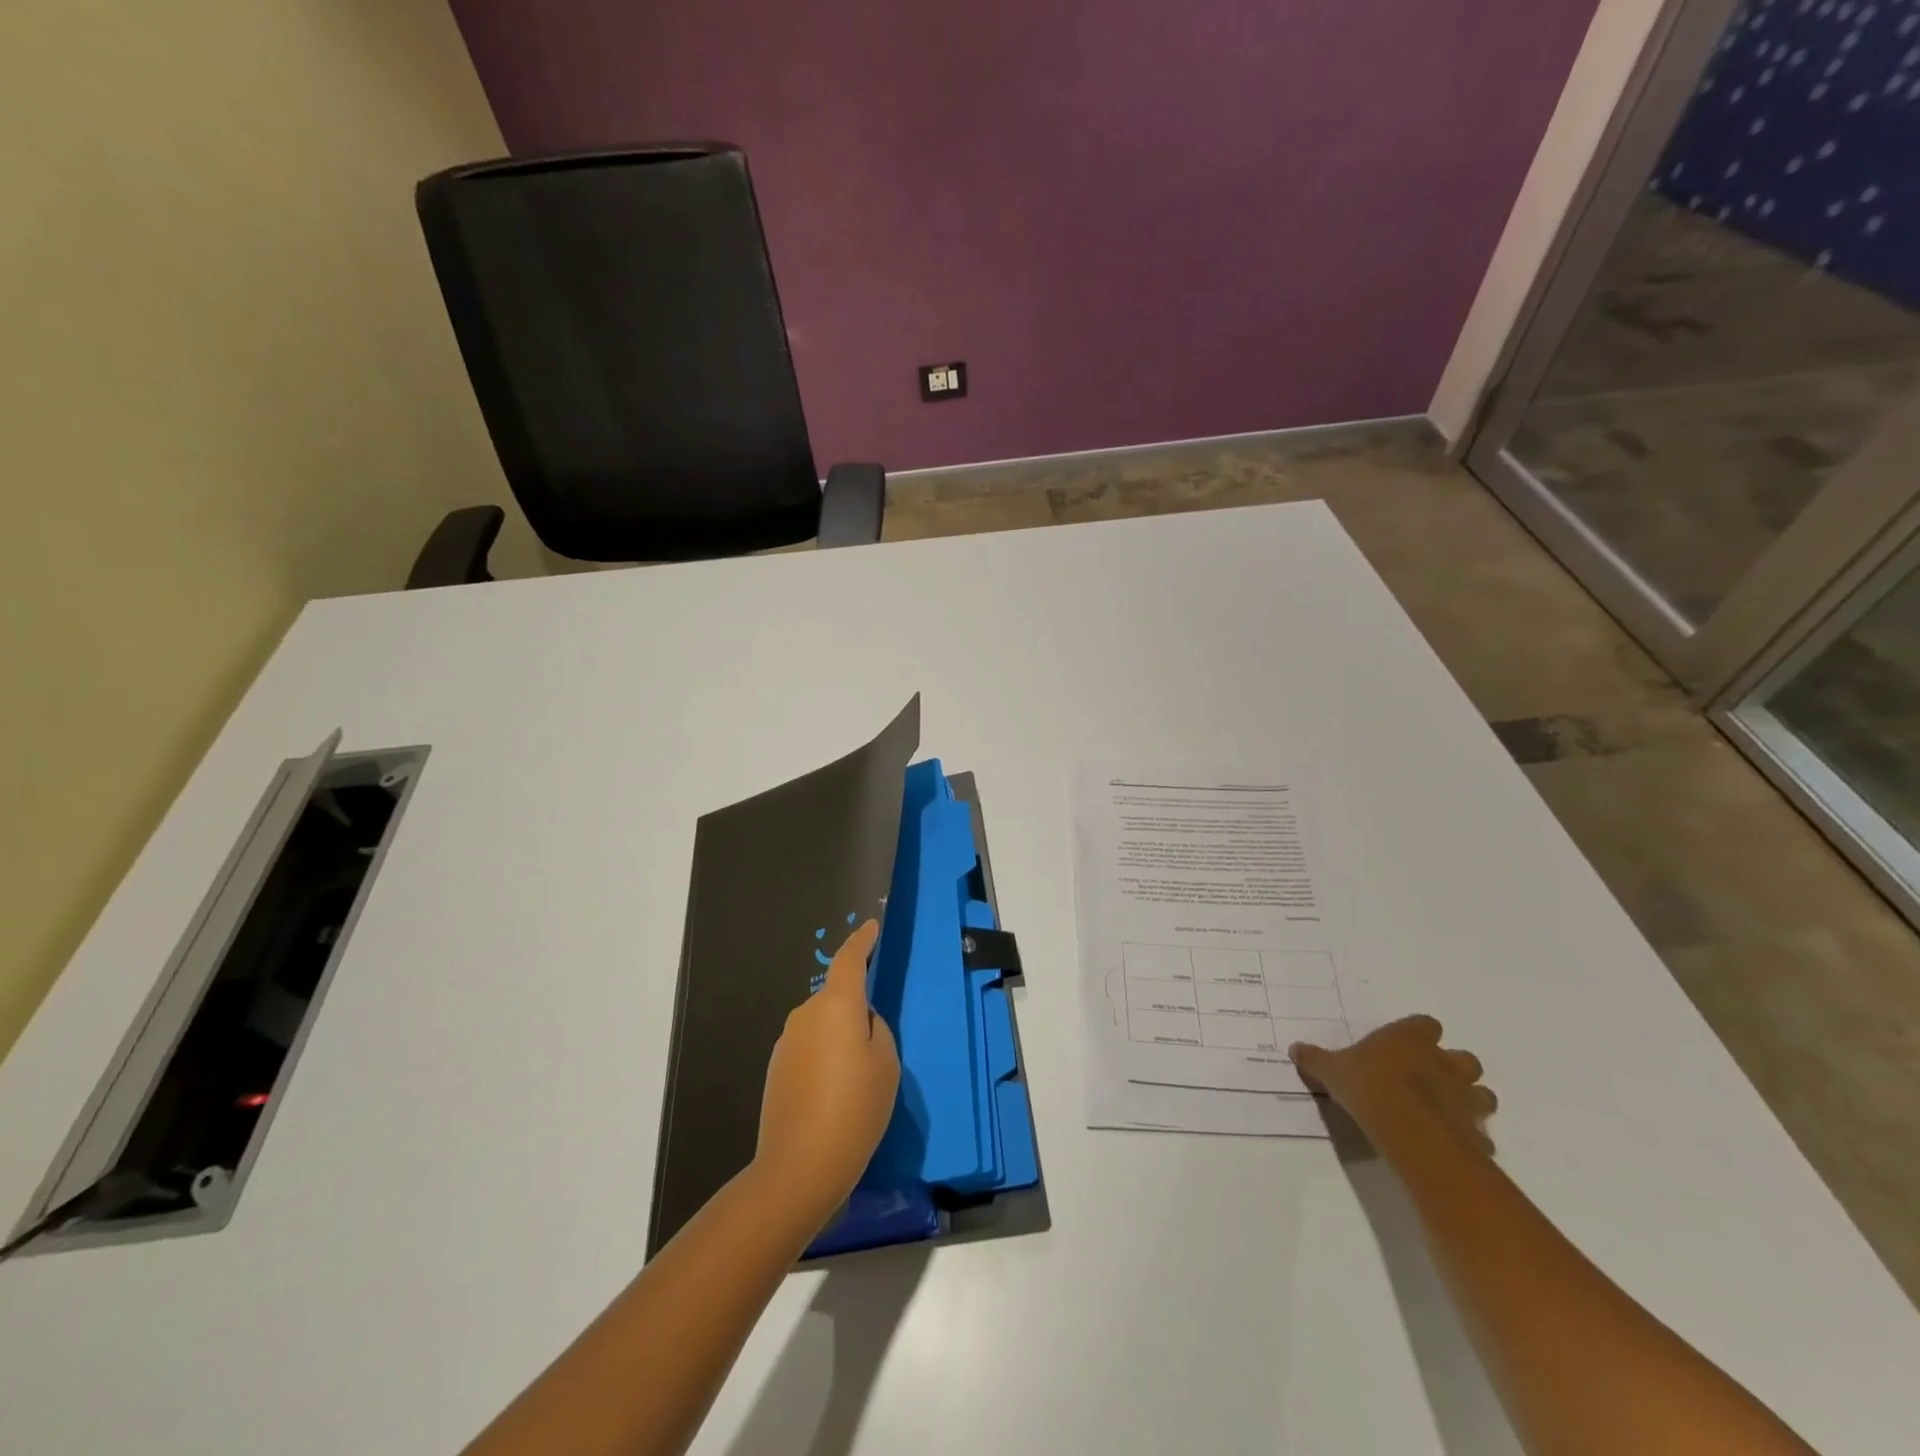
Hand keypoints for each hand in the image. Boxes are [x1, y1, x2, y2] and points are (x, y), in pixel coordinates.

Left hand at [753, 920, 899, 1233]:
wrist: (799, 1167)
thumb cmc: (854, 1109)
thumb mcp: (885, 1065)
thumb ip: (876, 1029)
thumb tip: (860, 1022)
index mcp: (837, 1005)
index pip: (849, 960)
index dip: (861, 941)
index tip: (870, 927)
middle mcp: (806, 1014)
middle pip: (836, 997)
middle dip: (855, 1009)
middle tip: (877, 1044)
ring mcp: (787, 1042)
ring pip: (822, 1024)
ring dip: (838, 1036)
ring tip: (857, 1077)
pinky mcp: (777, 1069)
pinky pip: (809, 1047)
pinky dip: (824, 1057)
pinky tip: (834, 1092)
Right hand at [1289, 1015, 1496, 1161]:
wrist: (1411, 1133)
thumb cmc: (1369, 1088)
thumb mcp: (1332, 1070)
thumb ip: (1316, 1059)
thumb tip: (1295, 1049)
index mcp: (1411, 1040)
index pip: (1426, 1024)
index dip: (1418, 1034)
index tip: (1404, 1045)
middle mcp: (1444, 1063)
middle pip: (1464, 1058)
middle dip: (1452, 1067)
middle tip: (1429, 1079)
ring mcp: (1466, 1098)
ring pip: (1482, 1093)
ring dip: (1469, 1100)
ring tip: (1445, 1111)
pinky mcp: (1476, 1132)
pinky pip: (1479, 1134)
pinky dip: (1470, 1137)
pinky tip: (1450, 1143)